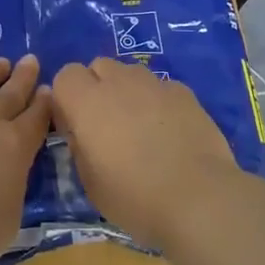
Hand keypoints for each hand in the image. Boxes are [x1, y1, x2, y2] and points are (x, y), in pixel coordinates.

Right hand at [49, 59, 243, 250]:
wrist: (198, 198)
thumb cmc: (135, 197)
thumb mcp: (90, 182)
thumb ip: (80, 146)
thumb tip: (82, 132)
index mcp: (87, 102)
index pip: (65, 75)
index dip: (68, 98)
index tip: (75, 126)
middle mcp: (119, 82)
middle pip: (99, 66)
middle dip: (97, 87)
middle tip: (106, 125)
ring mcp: (155, 84)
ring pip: (131, 73)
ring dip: (127, 91)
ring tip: (140, 127)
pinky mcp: (185, 92)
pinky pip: (161, 87)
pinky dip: (158, 102)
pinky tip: (170, 132)